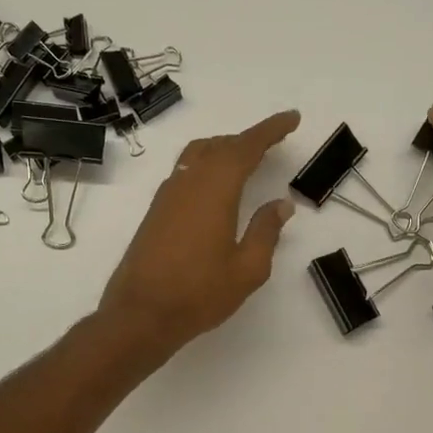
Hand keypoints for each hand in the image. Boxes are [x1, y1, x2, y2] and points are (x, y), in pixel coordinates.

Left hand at [98, 110, 300, 356]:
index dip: (270, 130)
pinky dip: (205, 167)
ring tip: (244, 160)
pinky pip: (184, 174)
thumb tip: (281, 205)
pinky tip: (213, 188)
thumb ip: (265, 232)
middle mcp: (188, 184)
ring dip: (223, 150)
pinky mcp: (155, 213)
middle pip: (220, 146)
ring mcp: (167, 197)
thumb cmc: (199, 294)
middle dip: (248, 140)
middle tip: (272, 142)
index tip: (292, 118)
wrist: (141, 314)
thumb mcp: (247, 269)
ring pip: (197, 156)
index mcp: (215, 190)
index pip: (246, 147)